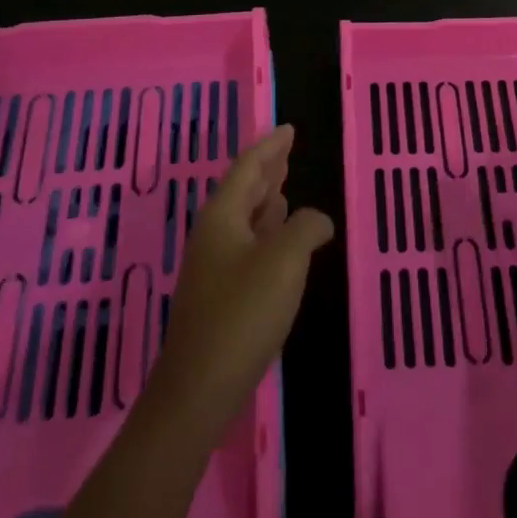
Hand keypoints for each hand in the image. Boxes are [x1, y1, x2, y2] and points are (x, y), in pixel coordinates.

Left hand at [142, 125, 333, 439]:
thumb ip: (305, 228)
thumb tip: (317, 220)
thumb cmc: (242, 315)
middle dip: (266, 169)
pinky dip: (267, 231)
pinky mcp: (220, 294)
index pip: (248, 167)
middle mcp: (214, 234)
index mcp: (223, 216)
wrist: (199, 388)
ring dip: (266, 200)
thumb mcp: (284, 262)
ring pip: (244, 219)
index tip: (289, 129)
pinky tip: (280, 239)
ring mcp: (214, 266)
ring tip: (286, 187)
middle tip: (288, 150)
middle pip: (242, 190)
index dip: (270, 146)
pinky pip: (247, 245)